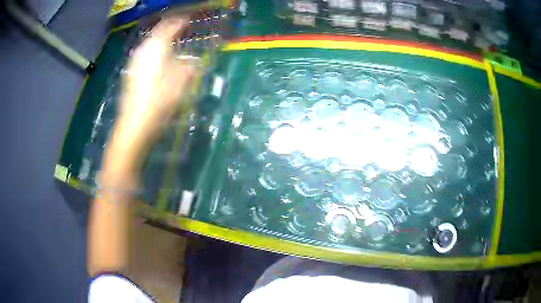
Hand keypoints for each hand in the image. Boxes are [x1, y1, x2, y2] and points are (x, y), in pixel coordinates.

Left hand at [104, 17, 198, 175]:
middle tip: (181, 31)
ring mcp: (135, 62)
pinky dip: (155, 53)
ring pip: (150, 45)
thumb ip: (189, 66)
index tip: (189, 19)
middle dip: (170, 31)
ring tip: (172, 44)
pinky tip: (159, 61)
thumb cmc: (160, 101)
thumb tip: (193, 61)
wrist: (135, 125)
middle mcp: (144, 50)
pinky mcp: (131, 73)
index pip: (170, 26)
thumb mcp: (182, 82)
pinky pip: (145, 56)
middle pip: (158, 34)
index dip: (180, 22)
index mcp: (157, 47)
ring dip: (162, 43)